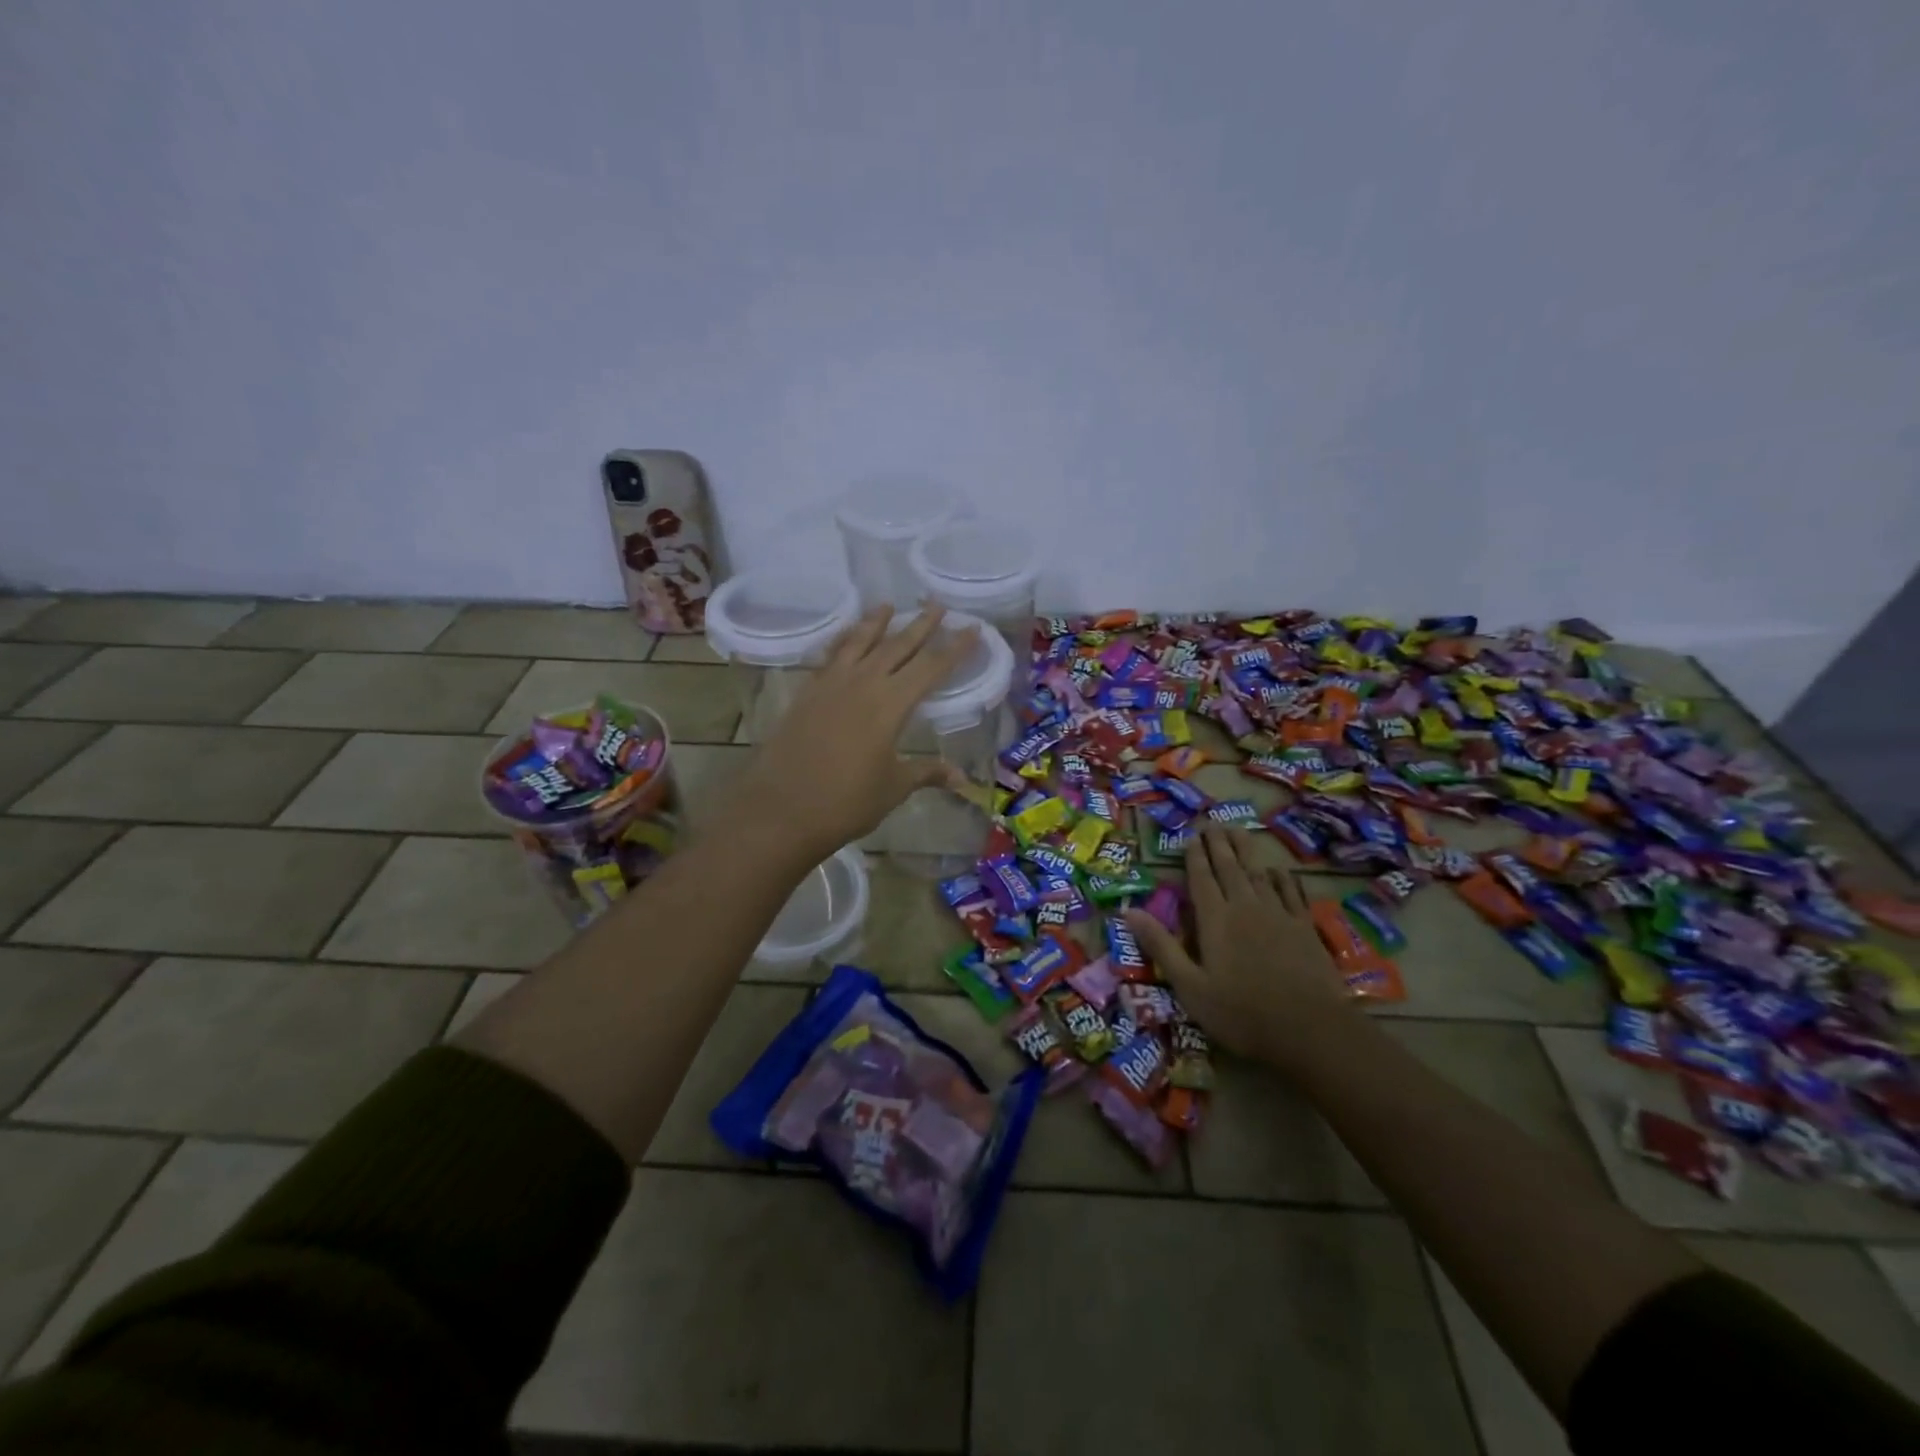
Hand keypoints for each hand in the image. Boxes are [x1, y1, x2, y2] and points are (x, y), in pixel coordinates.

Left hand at [715, 604, 976, 863]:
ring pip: (859, 643)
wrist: (781, 809)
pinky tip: (845, 639)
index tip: (972, 629)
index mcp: (890, 704)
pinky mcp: (807, 694)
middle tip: (937, 605)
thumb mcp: (893, 787)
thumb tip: (962, 778)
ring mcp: (830, 685)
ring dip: (875, 623)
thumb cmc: (846, 801)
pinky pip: (830, 656)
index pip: (930, 668)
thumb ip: (927, 773)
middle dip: (920, 625)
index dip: (954, 648)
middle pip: (896, 646)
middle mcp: (862, 684)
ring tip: (887, 605)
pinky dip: (842, 642)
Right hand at [1124, 827, 1355, 1070]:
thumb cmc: (1241, 1013)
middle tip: (1213, 822)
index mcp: (1215, 919)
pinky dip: (1282, 877)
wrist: (1311, 1030)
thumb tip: (1127, 910)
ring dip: (1247, 850)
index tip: (1191, 836)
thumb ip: (1160, 945)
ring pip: (1258, 872)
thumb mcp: (1189, 986)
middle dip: (1219, 843)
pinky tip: (1278, 870)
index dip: (1194, 855)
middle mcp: (1245, 907)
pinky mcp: (1304, 928)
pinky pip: (1291, 892)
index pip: (1201, 878)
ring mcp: (1278, 915)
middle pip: (1229, 867)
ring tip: (1239, 830)